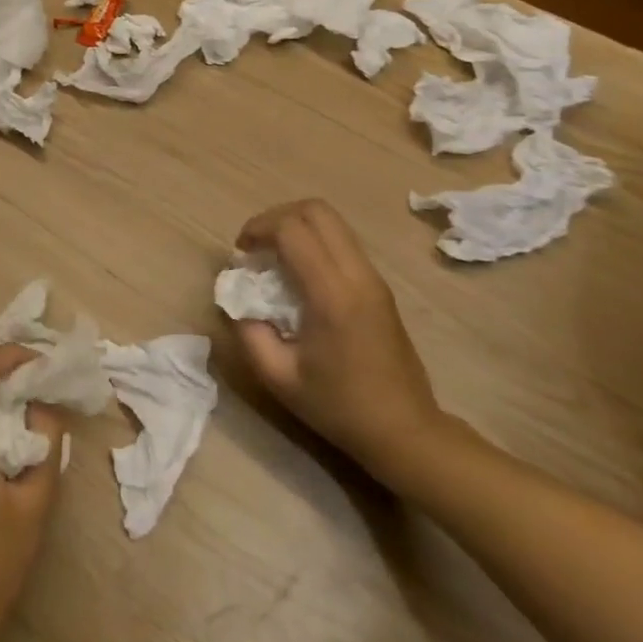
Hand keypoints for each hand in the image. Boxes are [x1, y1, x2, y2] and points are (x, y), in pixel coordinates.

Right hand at [232, 200, 449, 485]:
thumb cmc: (339, 407)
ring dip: (296, 227)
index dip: (258, 229)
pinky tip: (298, 275)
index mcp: (332, 295)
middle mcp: (357, 275)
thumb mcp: (278, 377)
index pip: (292, 230)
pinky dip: (313, 242)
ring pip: (333, 221)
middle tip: (256, 246)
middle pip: (316, 210)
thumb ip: (248, 331)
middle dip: (277, 217)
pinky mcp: (379, 286)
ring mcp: (373, 278)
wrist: (405, 431)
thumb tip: (237, 298)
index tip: (241, 254)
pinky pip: (342, 242)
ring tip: (274, 258)